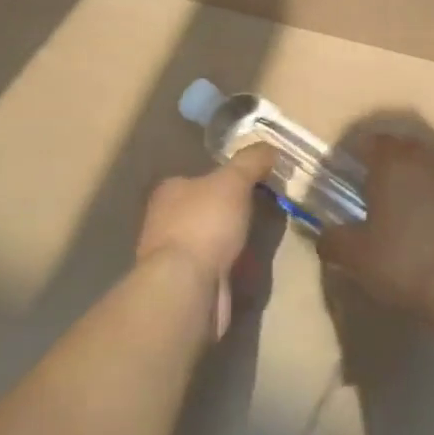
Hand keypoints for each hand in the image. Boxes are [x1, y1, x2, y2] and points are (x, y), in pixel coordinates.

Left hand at [138, 144, 274, 337]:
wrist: (187, 287)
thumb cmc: (205, 224)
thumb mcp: (233, 181)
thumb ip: (250, 161)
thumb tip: (269, 146)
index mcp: (169, 191)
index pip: (198, 178)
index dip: (225, 179)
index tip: (253, 183)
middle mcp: (165, 221)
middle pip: (205, 210)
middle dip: (231, 213)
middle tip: (263, 210)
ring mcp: (173, 257)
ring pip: (211, 241)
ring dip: (233, 243)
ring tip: (261, 240)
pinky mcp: (185, 286)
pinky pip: (216, 269)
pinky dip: (232, 268)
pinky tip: (251, 269)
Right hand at [318, 135, 433, 319]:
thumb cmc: (402, 260)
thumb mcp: (355, 255)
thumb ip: (333, 240)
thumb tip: (324, 236)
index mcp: (392, 162)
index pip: (372, 142)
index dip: (359, 153)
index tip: (349, 171)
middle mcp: (425, 159)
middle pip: (404, 148)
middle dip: (389, 162)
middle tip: (374, 187)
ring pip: (429, 166)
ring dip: (416, 179)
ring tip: (404, 207)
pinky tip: (432, 224)